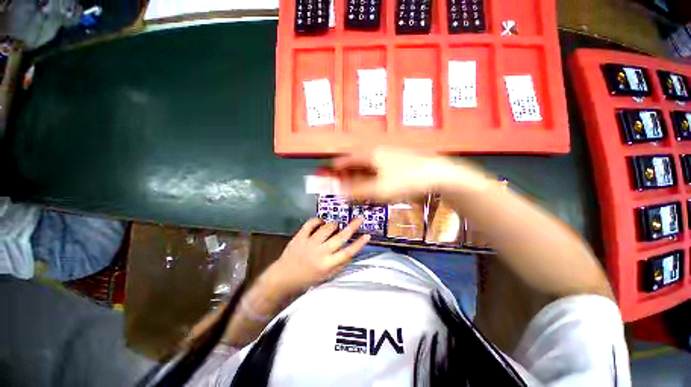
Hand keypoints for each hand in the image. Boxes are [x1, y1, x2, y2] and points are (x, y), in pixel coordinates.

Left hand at [261, 218, 369, 295]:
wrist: (284, 277)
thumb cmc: (308, 278)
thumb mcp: (326, 276)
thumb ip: (340, 264)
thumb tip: (352, 251)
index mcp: (327, 265)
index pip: (348, 253)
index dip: (359, 244)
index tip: (368, 235)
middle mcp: (320, 253)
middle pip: (340, 237)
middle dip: (353, 226)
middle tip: (360, 218)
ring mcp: (309, 243)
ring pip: (327, 227)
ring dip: (334, 224)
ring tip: (335, 226)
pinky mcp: (300, 236)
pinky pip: (311, 223)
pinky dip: (318, 220)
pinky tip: (321, 222)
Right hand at [332, 147, 490, 200]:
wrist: (439, 175)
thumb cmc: (405, 180)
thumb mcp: (378, 190)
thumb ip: (357, 192)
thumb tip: (340, 193)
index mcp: (370, 154)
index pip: (346, 159)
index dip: (336, 168)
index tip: (329, 175)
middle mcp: (378, 151)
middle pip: (356, 161)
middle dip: (348, 173)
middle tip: (343, 184)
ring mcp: (390, 155)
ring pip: (368, 165)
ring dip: (360, 175)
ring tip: (357, 187)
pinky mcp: (399, 161)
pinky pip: (379, 167)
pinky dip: (372, 176)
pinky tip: (374, 184)